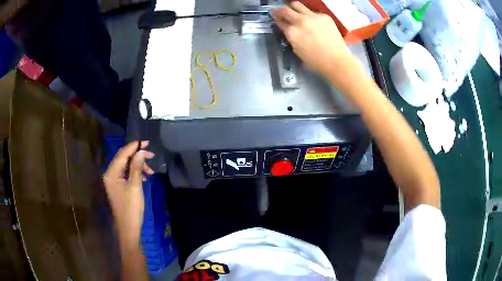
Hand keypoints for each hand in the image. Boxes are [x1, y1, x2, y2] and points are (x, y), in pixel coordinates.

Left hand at [103, 141, 154, 247]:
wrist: (128, 228)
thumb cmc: (131, 208)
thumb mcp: (135, 186)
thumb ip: (136, 167)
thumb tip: (141, 151)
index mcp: (111, 173)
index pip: (122, 154)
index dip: (134, 146)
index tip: (147, 142)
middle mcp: (110, 174)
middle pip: (123, 158)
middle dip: (137, 155)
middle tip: (151, 154)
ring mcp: (113, 181)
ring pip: (125, 166)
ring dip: (137, 165)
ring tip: (150, 171)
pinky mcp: (118, 187)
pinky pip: (126, 174)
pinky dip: (135, 173)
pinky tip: (144, 177)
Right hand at [272, 2, 352, 75]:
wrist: (336, 60)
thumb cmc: (315, 60)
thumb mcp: (296, 49)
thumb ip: (290, 36)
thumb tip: (288, 29)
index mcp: (292, 32)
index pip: (279, 21)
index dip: (276, 18)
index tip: (275, 17)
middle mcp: (300, 20)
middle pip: (285, 10)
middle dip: (280, 11)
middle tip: (280, 12)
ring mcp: (312, 16)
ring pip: (297, 5)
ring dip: (292, 7)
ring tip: (294, 11)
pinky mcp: (324, 16)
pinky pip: (312, 11)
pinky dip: (309, 14)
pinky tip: (313, 21)